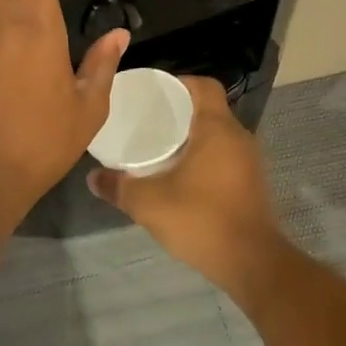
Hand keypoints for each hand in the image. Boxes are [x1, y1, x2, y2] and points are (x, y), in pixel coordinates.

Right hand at [87, 76, 287, 295]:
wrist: (252, 262)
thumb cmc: (201, 219)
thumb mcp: (149, 203)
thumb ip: (118, 187)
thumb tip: (93, 178)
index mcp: (217, 128)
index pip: (204, 86)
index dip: (179, 83)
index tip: (154, 94)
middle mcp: (239, 137)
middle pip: (210, 109)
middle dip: (180, 112)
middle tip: (149, 122)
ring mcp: (250, 161)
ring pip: (219, 135)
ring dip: (193, 137)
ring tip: (161, 148)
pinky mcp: (252, 183)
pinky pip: (226, 157)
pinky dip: (205, 158)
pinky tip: (182, 176)